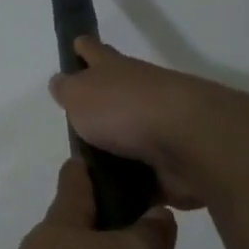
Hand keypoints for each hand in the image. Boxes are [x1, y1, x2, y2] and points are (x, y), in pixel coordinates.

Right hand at [48, 37, 237, 208]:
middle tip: (77, 126)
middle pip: (116, 95)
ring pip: (131, 138)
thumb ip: (68, 90)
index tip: (76, 46)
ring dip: (117, 152)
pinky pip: (145, 175)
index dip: (83, 48)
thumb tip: (61, 82)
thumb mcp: (80, 95)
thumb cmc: (124, 109)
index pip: (94, 51)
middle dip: (100, 106)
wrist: (187, 141)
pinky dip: (134, 187)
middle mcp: (139, 93)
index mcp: (115, 70)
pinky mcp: (172, 163)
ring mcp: (160, 128)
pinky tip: (114, 202)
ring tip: (89, 175)